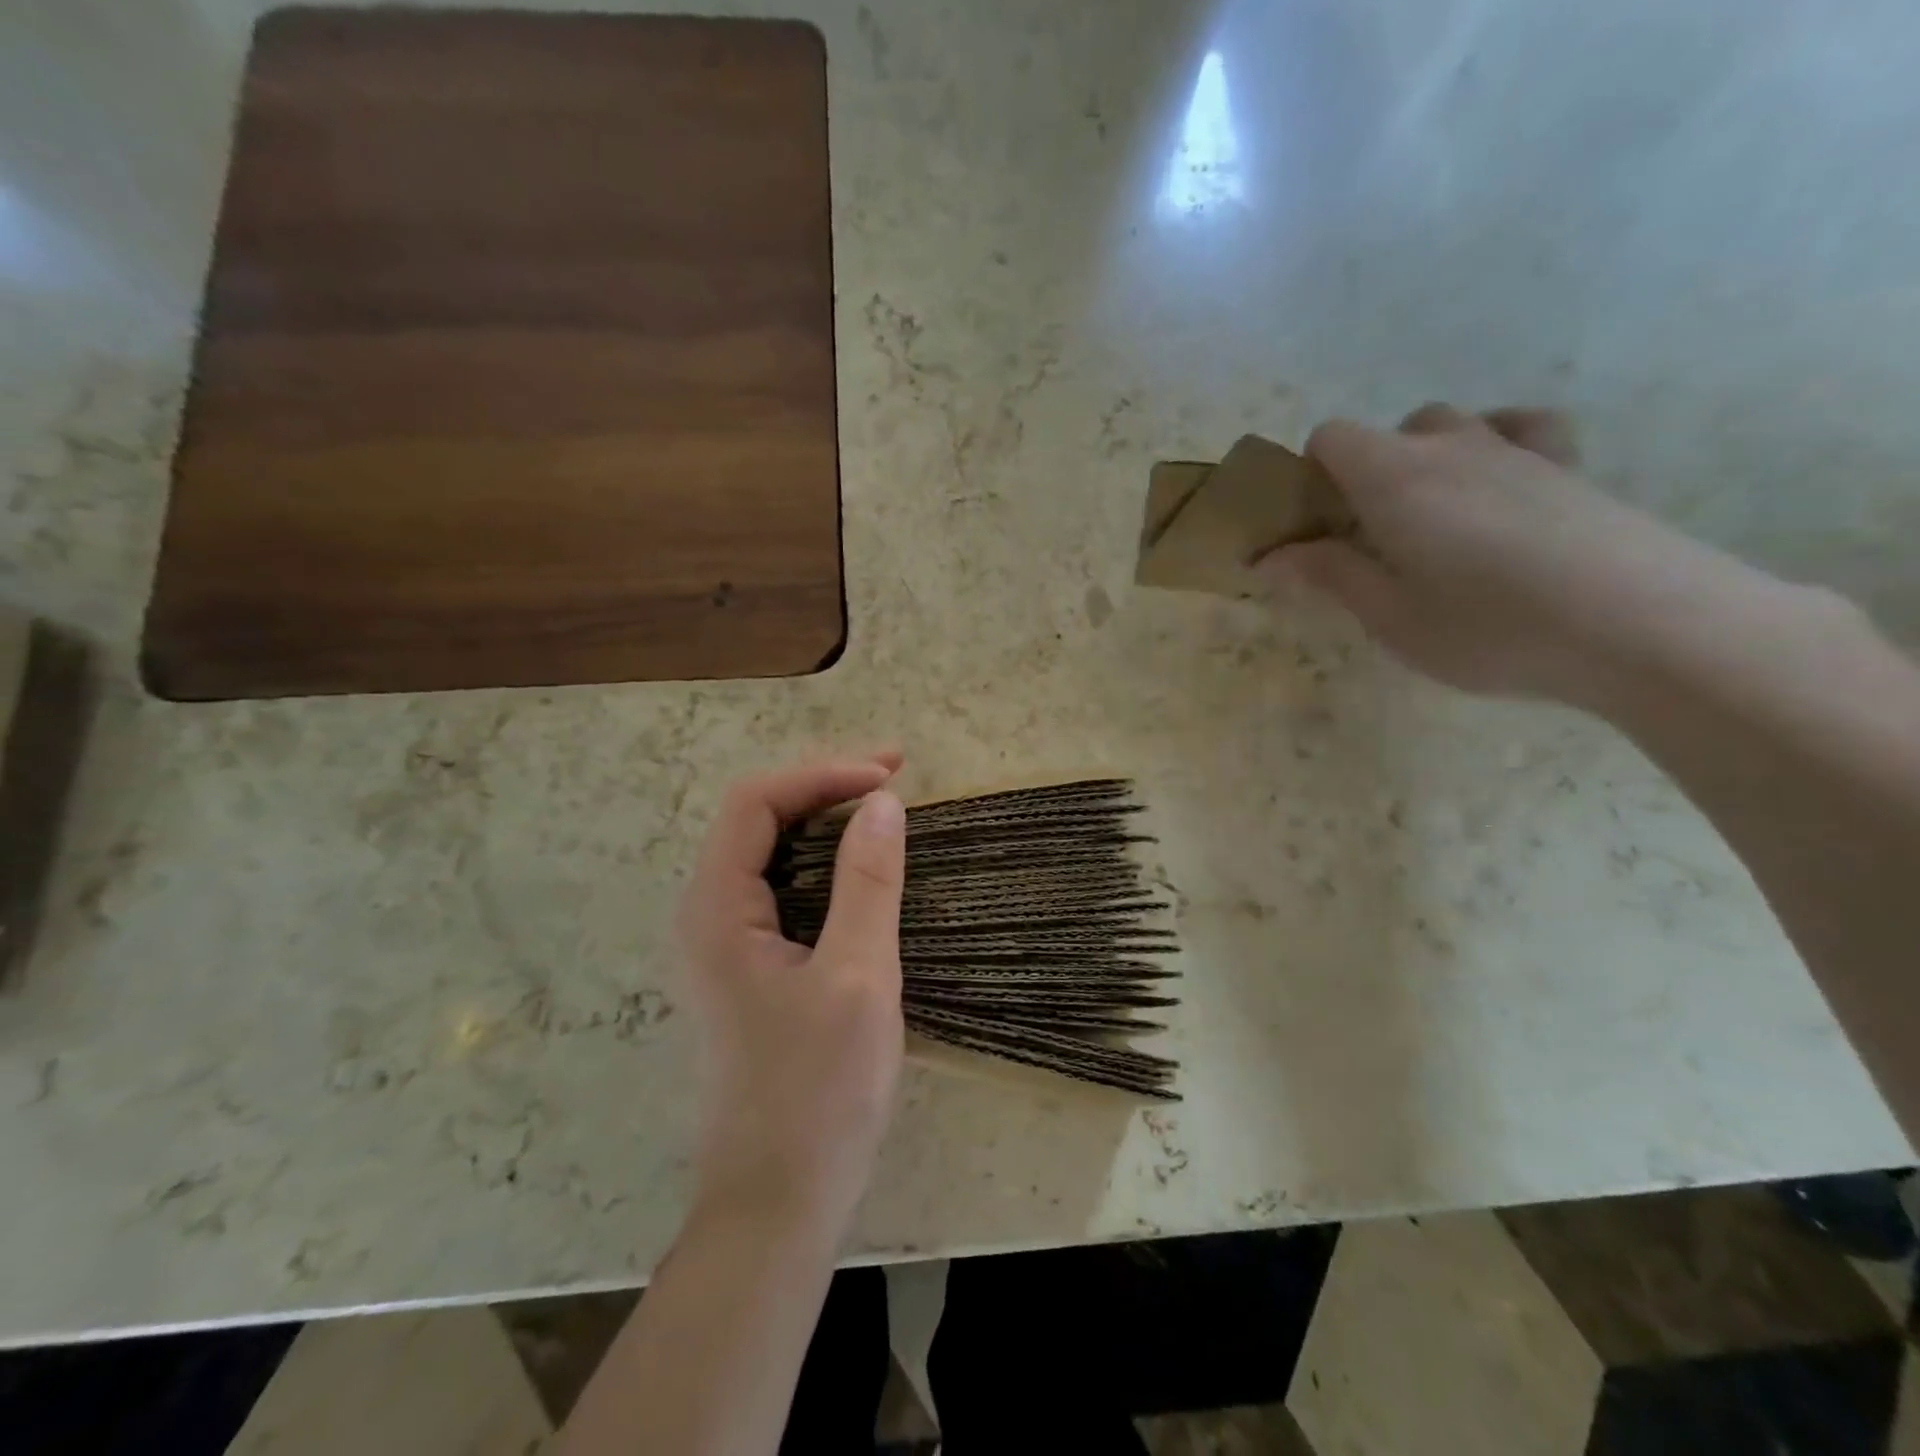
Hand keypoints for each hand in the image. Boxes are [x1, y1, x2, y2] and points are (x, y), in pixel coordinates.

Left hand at [676, 754, 907, 1246]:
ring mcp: (724, 944)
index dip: (823, 775)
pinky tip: (862, 869)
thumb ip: (868, 883)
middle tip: (895, 777)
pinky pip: (782, 888)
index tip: (891, 776)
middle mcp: (706, 915)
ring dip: (825, 821)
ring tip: (884, 808)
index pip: (756, 802)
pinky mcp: (748, 969)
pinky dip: (824, 862)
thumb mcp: (858, 978)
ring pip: (770, 852)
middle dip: (825, 786)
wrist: (778, 1204)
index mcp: (716, 909)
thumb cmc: (818, 1093)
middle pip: (757, 819)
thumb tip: (884, 802)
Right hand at [1260, 403, 1724, 703]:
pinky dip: (1496, 446)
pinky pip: (1521, 430)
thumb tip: (1269, 558)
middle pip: (1390, 432)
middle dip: (1367, 475)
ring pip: (1453, 427)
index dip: (1311, 475)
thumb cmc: (1488, 626)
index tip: (1314, 527)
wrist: (1641, 624)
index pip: (1331, 437)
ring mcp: (1517, 449)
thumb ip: (1328, 576)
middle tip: (1372, 541)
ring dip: (1427, 462)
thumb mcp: (1389, 616)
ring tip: (1434, 521)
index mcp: (1394, 478)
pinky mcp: (1570, 466)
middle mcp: (1452, 446)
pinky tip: (1498, 489)